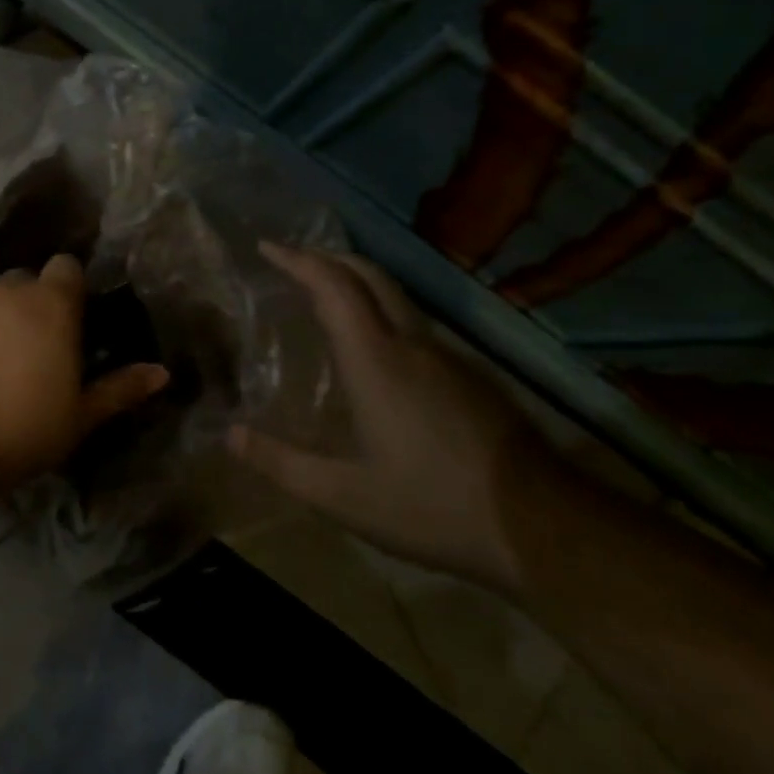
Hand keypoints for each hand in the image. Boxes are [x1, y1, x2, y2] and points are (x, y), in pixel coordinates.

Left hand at [0, 253, 168, 484]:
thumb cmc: (18, 437)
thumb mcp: (78, 418)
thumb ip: (120, 389)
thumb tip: (162, 372)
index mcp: (50, 306)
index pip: (66, 269)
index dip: (66, 292)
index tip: (62, 324)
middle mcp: (3, 288)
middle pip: (19, 284)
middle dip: (23, 309)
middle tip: (18, 355)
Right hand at [228, 244, 563, 592]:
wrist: (544, 527)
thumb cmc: (433, 507)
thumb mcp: (344, 497)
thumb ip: (282, 464)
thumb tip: (229, 435)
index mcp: (376, 362)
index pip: (334, 287)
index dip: (299, 260)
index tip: (267, 246)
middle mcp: (413, 345)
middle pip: (370, 276)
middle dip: (329, 257)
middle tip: (293, 258)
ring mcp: (449, 358)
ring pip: (397, 298)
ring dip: (358, 282)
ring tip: (326, 295)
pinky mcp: (472, 378)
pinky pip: (415, 325)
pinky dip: (382, 312)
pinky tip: (375, 347)